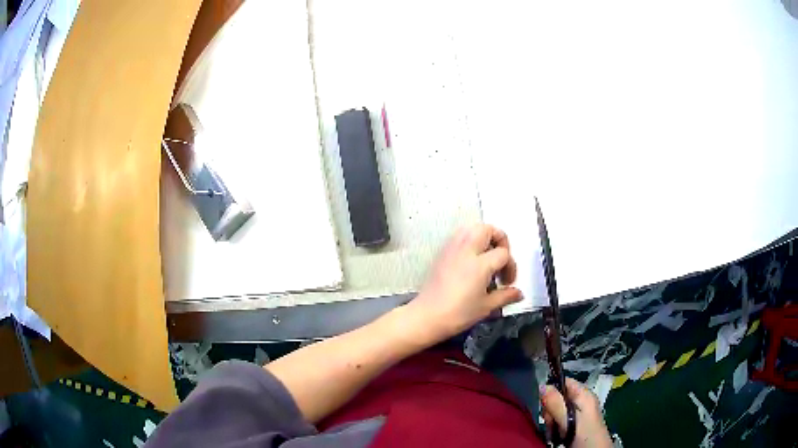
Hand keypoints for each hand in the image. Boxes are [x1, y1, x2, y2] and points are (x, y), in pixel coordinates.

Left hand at [407, 224, 520, 342]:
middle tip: (501, 259)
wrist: (427, 316)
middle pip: (487, 229)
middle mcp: (466, 250)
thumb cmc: (459, 314)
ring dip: (484, 237)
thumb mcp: (486, 307)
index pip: (503, 253)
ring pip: (471, 228)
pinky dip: (469, 241)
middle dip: (500, 240)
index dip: (510, 266)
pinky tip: (471, 261)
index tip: (507, 282)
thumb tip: (519, 293)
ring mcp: (452, 249)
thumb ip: (505, 296)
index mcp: (480, 264)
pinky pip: (459, 236)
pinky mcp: (442, 253)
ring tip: (487, 257)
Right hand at [540, 378, 612, 447]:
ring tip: (554, 432)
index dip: (551, 390)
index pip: (565, 382)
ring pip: (557, 411)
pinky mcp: (575, 426)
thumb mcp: (569, 420)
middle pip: (559, 398)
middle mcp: (582, 402)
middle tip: (551, 423)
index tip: (544, 404)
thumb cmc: (585, 435)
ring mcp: (579, 415)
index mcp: (584, 395)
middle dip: (550, 410)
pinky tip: (556, 436)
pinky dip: (555, 428)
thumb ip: (556, 404)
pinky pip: (560, 422)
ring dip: (551, 421)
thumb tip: (542, 385)